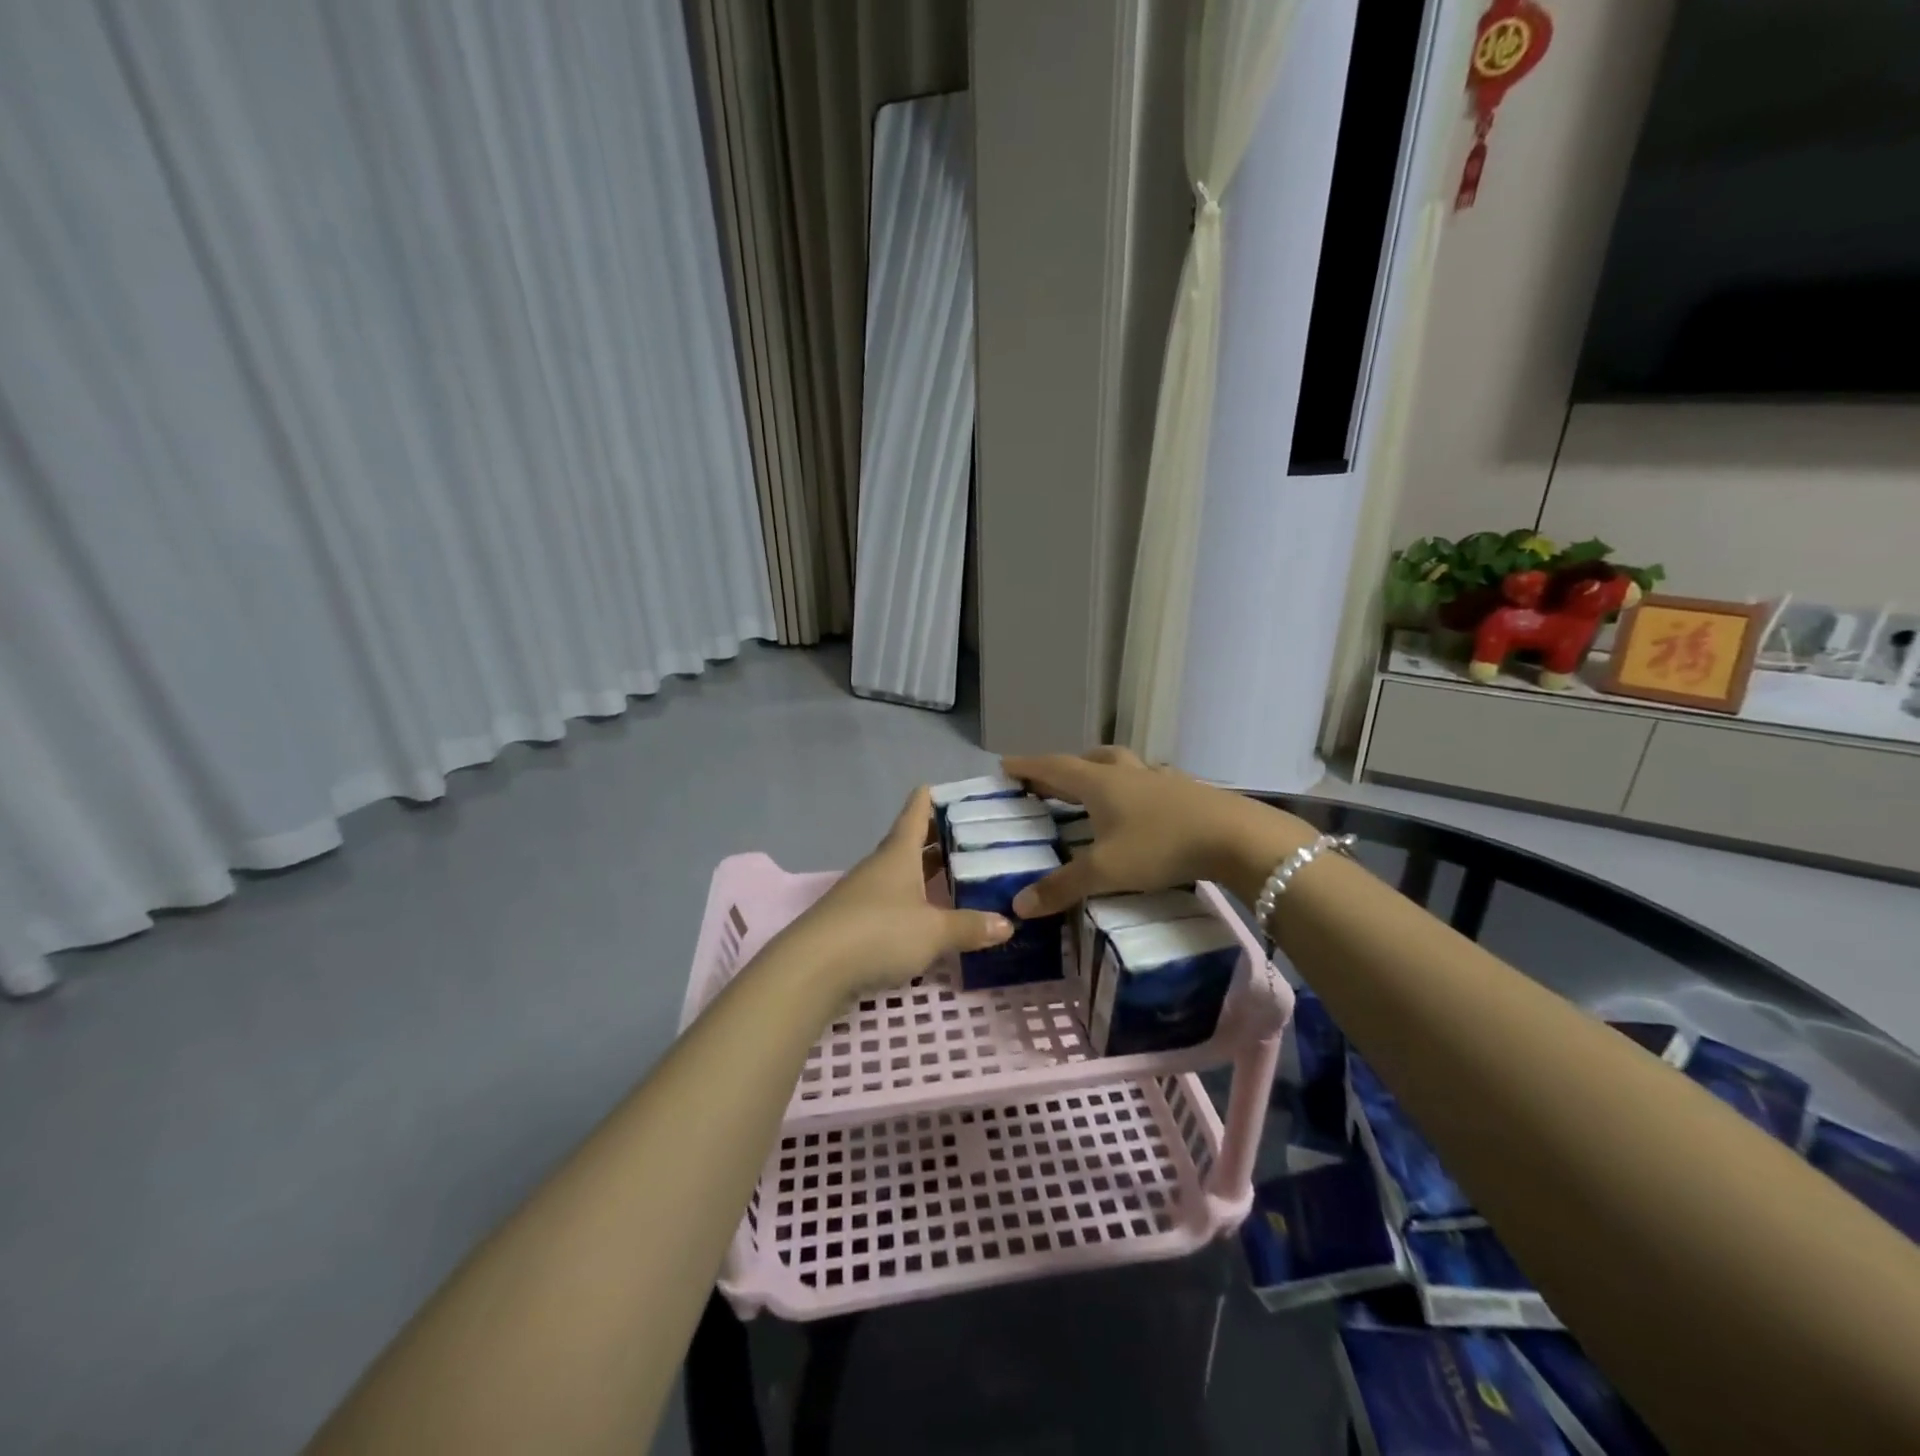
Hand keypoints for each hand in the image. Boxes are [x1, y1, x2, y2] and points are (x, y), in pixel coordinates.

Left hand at [776, 786, 1014, 998]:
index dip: (928, 799)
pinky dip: (911, 903)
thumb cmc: (879, 933)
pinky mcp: (853, 923)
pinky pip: (890, 903)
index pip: (914, 814)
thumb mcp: (933, 931)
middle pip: (908, 845)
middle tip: (966, 836)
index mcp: (898, 854)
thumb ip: (969, 926)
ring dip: (923, 874)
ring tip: (953, 876)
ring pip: (899, 875)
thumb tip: (1007, 923)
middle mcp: (879, 867)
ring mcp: (862, 895)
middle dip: (934, 840)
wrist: (813, 968)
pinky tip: (926, 918)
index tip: (938, 785)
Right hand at [1000, 748, 1315, 917]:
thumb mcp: (1106, 871)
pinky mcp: (1188, 791)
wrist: (1237, 837)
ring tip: (1095, 789)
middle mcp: (1127, 773)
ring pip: (1123, 765)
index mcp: (1100, 783)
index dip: (1028, 766)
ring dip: (1102, 771)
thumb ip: (1062, 887)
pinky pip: (1150, 781)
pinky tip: (1144, 807)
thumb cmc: (1161, 846)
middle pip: (1088, 759)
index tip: (1005, 764)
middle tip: (1048, 781)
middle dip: (1064, 768)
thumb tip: (1018, 905)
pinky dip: (1135, 788)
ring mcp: (1161, 779)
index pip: (1054, 767)